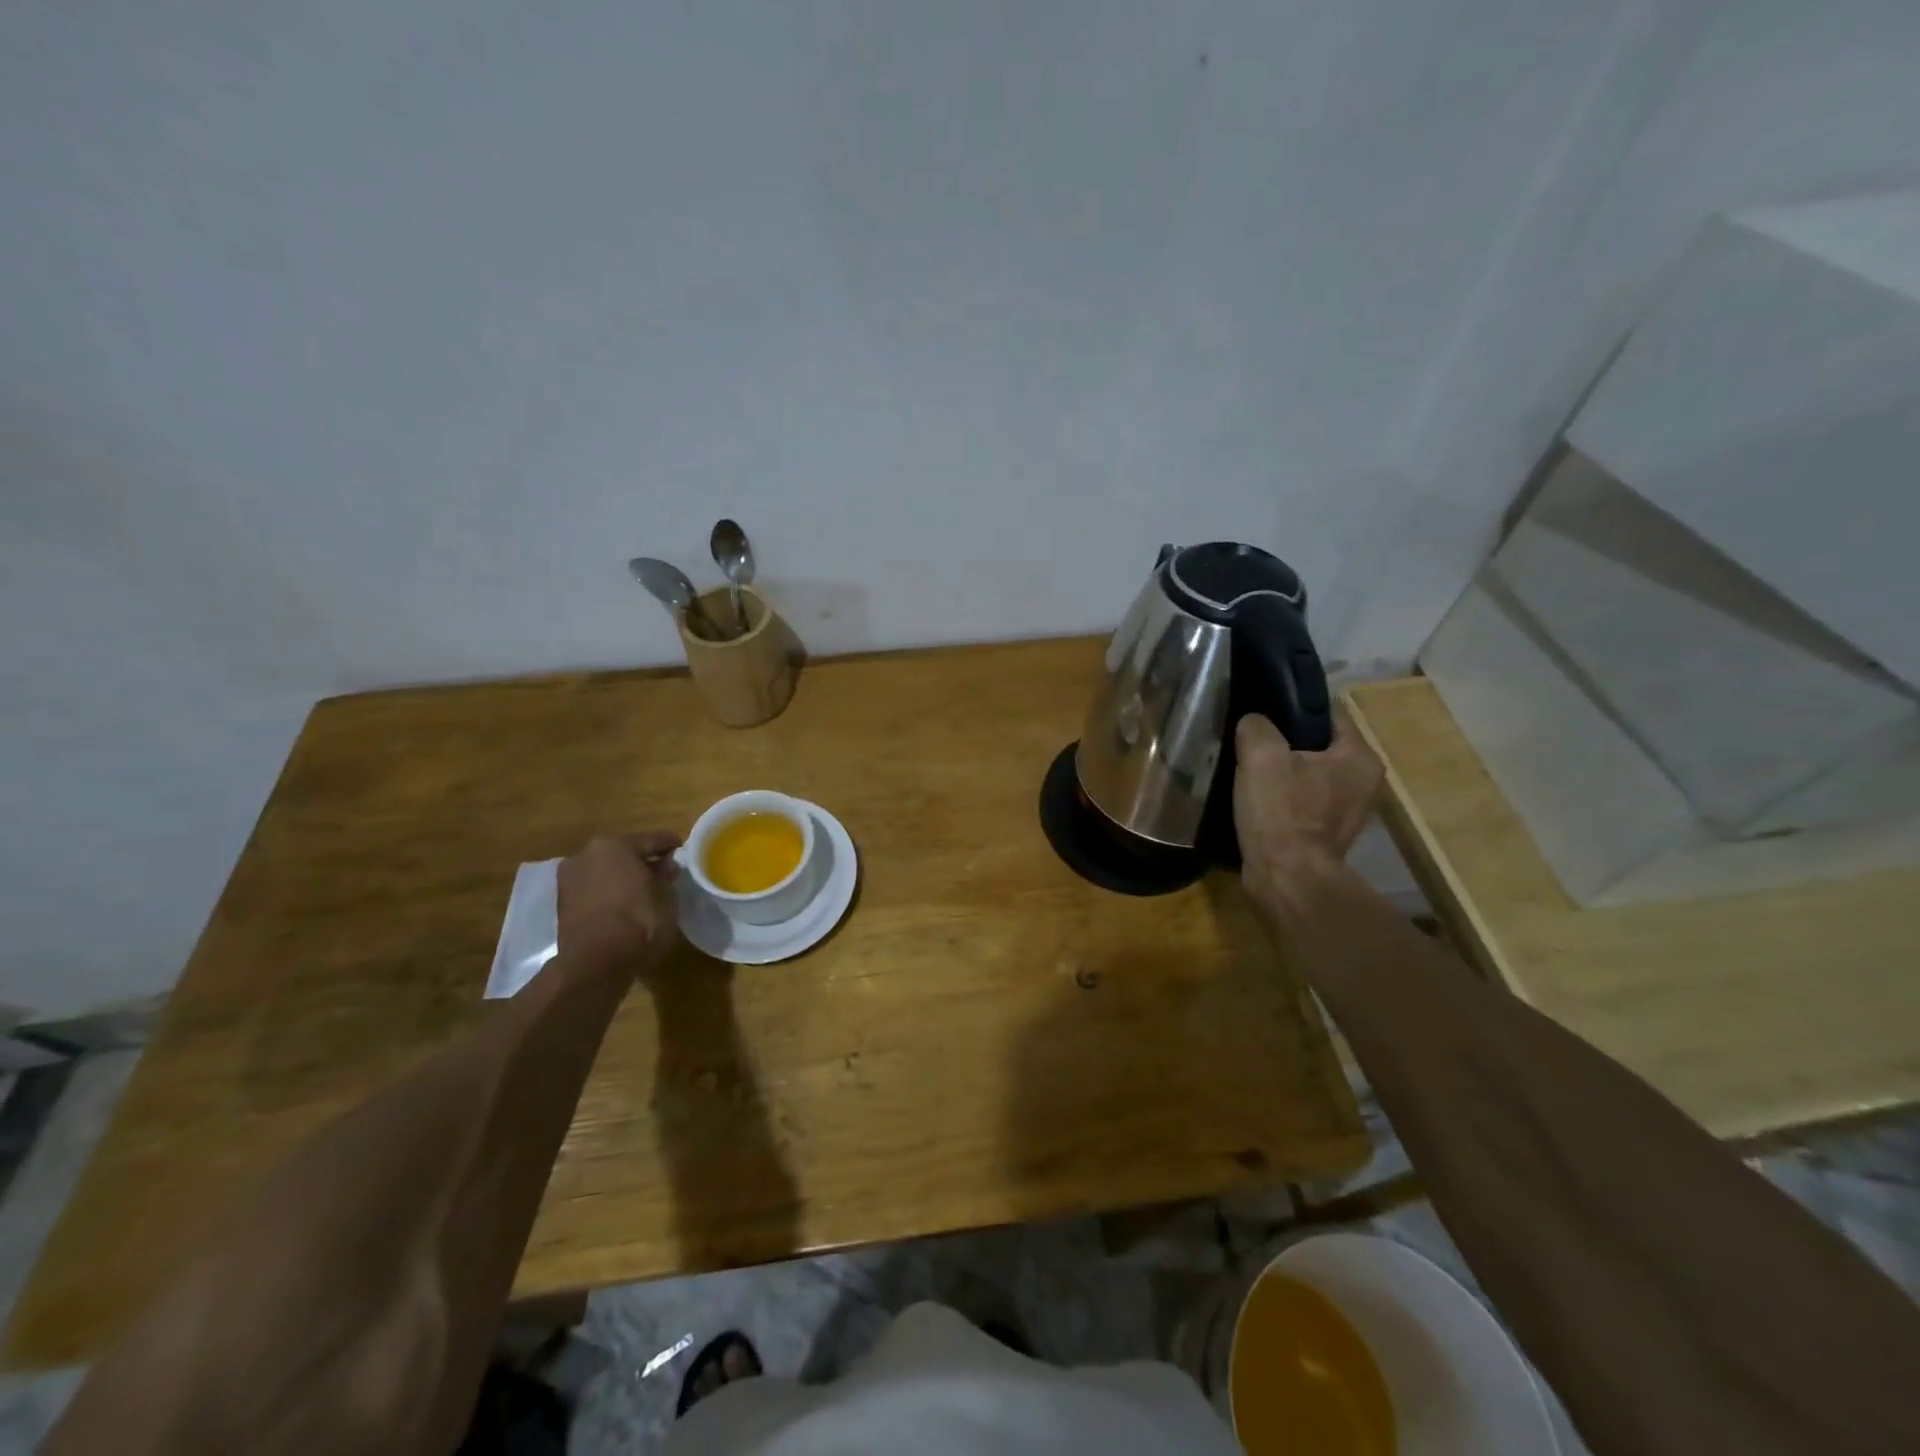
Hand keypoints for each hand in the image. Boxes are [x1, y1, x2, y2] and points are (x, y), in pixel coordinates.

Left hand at [557, 832, 681, 969]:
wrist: (594, 964)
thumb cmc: (638, 922)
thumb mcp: (666, 898)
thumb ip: (666, 876)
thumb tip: (665, 867)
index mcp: (615, 845)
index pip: (651, 840)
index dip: (671, 845)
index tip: (683, 850)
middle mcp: (587, 854)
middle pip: (623, 853)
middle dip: (642, 861)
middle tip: (663, 872)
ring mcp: (569, 879)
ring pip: (605, 871)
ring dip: (622, 877)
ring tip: (643, 891)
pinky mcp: (561, 903)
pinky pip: (593, 889)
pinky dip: (608, 893)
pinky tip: (623, 904)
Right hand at [1233, 711, 1383, 899]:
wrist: (1286, 879)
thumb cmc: (1282, 812)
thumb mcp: (1261, 755)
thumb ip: (1256, 727)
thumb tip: (1253, 723)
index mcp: (1360, 758)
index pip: (1328, 715)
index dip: (1292, 710)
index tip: (1261, 715)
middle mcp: (1364, 783)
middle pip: (1317, 747)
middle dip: (1284, 744)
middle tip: (1250, 745)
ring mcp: (1347, 812)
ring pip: (1307, 776)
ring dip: (1280, 774)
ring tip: (1248, 773)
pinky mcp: (1326, 835)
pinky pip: (1301, 803)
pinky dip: (1281, 800)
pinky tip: (1255, 802)